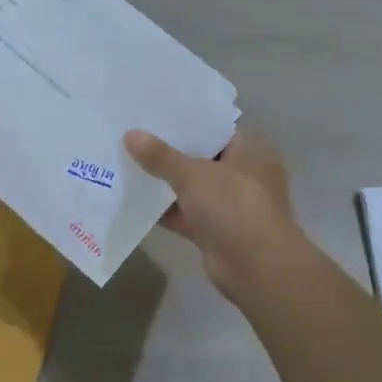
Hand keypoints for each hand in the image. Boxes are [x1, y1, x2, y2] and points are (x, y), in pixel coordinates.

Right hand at [123, 126, 299, 301]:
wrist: (256, 267)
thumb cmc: (234, 205)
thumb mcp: (193, 174)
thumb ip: (161, 156)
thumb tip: (130, 134)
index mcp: (251, 150)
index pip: (215, 128)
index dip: (185, 121)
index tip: (153, 114)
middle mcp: (244, 174)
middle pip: (200, 157)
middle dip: (169, 152)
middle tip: (132, 135)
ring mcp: (230, 204)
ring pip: (191, 187)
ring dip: (164, 182)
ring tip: (126, 162)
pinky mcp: (215, 231)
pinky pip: (185, 214)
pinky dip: (164, 209)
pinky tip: (133, 199)